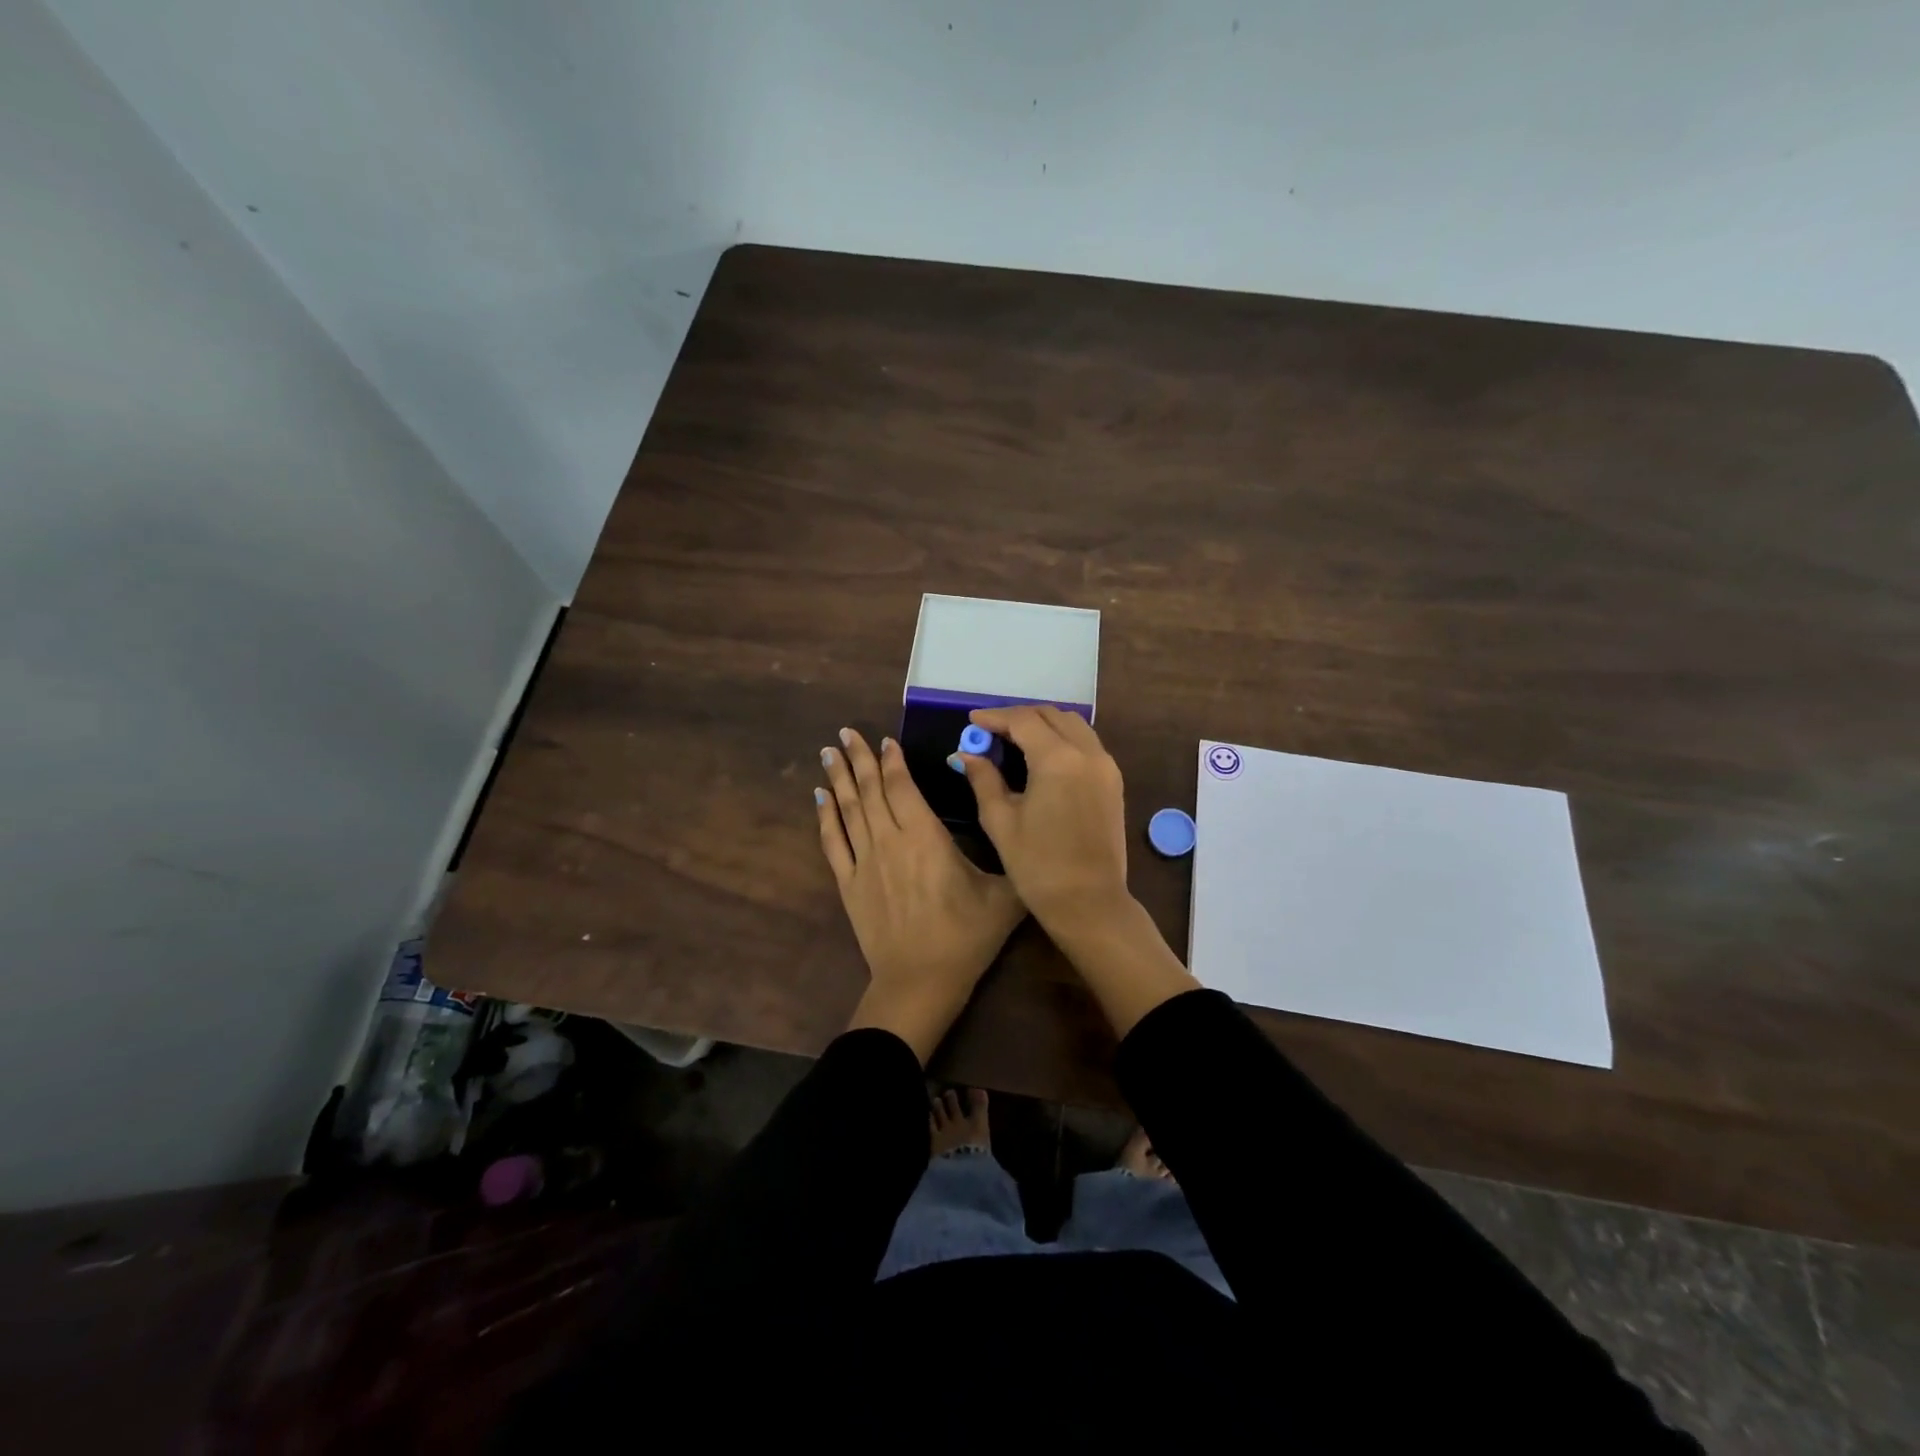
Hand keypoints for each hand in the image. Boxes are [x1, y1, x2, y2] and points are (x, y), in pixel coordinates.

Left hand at [818, 727, 1024, 1062]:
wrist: (920, 982)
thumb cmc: (965, 937)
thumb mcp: (1005, 897)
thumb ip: (1013, 860)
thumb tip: (1025, 831)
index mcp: (926, 837)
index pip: (902, 787)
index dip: (892, 761)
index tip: (884, 740)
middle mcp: (890, 840)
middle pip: (870, 790)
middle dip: (858, 757)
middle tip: (845, 731)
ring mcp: (865, 861)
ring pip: (848, 809)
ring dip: (838, 778)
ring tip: (827, 751)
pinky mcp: (849, 884)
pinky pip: (833, 842)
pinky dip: (825, 816)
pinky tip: (819, 797)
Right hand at [952, 705, 1131, 937]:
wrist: (1089, 902)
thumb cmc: (1038, 865)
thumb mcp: (1001, 820)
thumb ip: (983, 779)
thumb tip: (966, 754)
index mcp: (1058, 759)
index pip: (1024, 720)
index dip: (995, 717)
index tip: (973, 721)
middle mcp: (1088, 753)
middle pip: (1052, 715)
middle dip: (1020, 717)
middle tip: (992, 731)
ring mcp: (1106, 767)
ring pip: (1074, 726)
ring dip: (1044, 724)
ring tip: (1015, 740)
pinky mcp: (1113, 782)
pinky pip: (1087, 744)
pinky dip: (1063, 739)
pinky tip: (1042, 757)